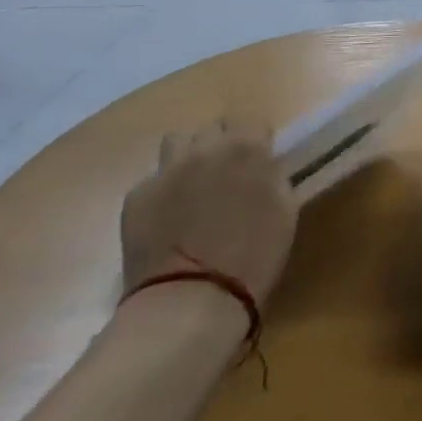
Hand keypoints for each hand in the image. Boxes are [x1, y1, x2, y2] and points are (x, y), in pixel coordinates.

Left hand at [120, 126, 297, 309]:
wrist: (190, 300)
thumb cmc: (253, 256)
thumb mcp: (285, 210)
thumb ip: (273, 177)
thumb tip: (263, 169)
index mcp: (247, 148)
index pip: (252, 121)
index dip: (257, 140)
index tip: (259, 162)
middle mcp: (205, 149)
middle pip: (213, 128)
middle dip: (222, 144)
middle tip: (227, 175)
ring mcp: (165, 171)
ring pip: (178, 142)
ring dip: (189, 156)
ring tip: (193, 186)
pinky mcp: (135, 197)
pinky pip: (153, 179)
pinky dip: (163, 191)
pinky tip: (168, 218)